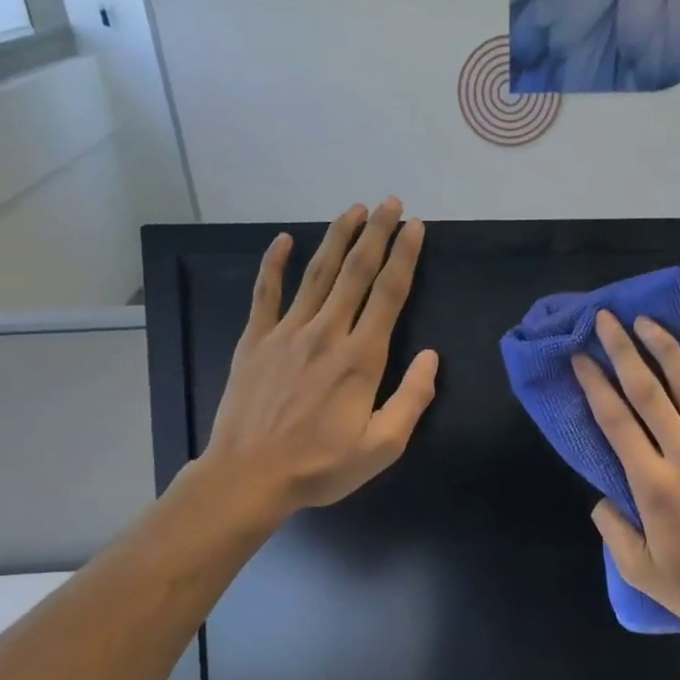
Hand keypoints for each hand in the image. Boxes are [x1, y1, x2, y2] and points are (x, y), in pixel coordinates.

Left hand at [199, 198, 438, 519]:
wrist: (249, 476)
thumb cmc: (320, 466)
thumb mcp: (381, 447)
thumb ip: (412, 400)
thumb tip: (431, 357)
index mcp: (360, 359)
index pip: (388, 294)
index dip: (405, 257)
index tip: (416, 228)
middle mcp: (325, 334)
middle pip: (355, 272)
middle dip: (377, 234)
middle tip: (391, 203)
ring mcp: (286, 333)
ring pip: (317, 273)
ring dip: (337, 237)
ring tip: (354, 209)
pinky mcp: (255, 340)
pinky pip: (266, 292)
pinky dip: (274, 263)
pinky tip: (284, 240)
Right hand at [573, 312, 679, 652]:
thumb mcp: (640, 571)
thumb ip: (614, 531)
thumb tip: (602, 498)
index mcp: (654, 487)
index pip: (617, 423)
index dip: (595, 386)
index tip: (581, 358)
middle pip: (650, 394)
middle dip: (624, 352)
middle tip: (607, 320)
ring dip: (668, 352)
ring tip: (648, 323)